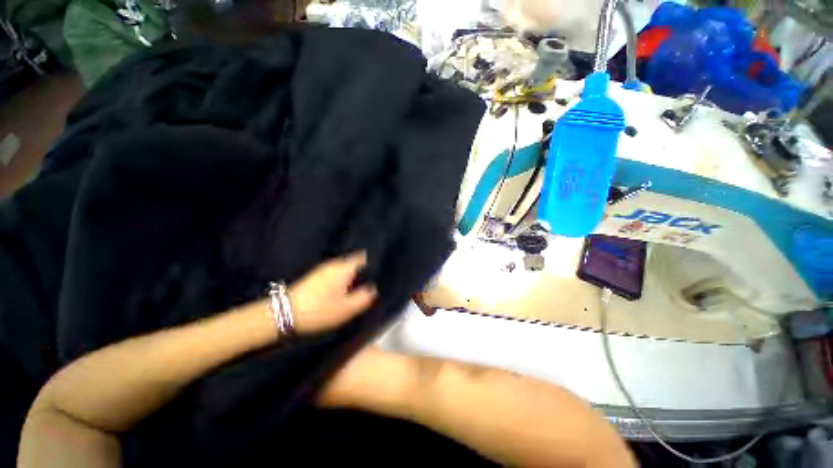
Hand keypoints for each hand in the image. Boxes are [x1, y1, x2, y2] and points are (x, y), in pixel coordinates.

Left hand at [288, 251, 376, 333]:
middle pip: (354, 261)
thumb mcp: (346, 309)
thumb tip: (373, 289)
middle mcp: (334, 263)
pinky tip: (343, 289)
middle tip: (372, 281)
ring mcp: (323, 268)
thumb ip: (364, 298)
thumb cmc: (319, 309)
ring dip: (352, 274)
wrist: (283, 313)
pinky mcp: (315, 275)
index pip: (363, 256)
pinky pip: (336, 272)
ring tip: (360, 285)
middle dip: (363, 269)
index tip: (380, 269)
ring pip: (344, 267)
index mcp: (344, 267)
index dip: (373, 261)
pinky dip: (342, 278)